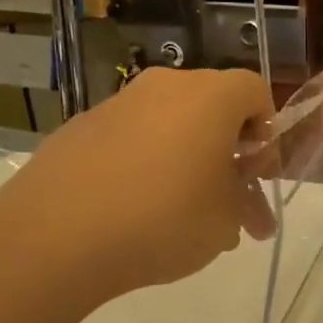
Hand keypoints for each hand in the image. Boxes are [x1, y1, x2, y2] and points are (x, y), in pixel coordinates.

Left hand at [0, 68, 277, 313]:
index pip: (256, 91)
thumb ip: (243, 201)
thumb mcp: (226, 221)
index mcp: (210, 96)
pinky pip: (131, 139)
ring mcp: (118, 104)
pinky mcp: (81, 128)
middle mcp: (165, 86)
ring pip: (169, 125)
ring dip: (187, 162)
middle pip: (212, 108)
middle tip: (230, 205)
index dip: (267, 133)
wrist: (56, 235)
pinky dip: (144, 165)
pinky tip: (135, 211)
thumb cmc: (163, 219)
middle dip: (228, 154)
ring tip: (184, 219)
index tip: (259, 175)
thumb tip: (235, 196)